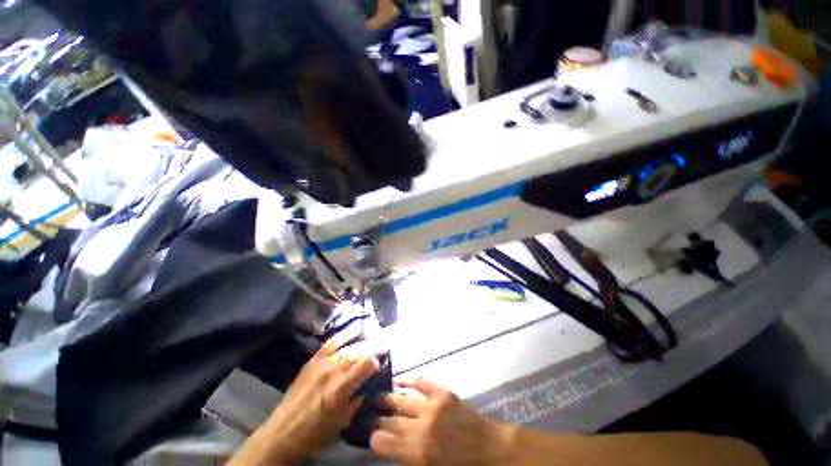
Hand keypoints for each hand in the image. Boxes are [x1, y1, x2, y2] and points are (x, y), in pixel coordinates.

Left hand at [234, 337, 381, 463]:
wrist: (282, 433)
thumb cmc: (315, 433)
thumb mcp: (342, 421)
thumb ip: (358, 398)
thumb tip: (371, 382)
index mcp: (339, 390)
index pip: (366, 364)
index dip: (378, 359)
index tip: (384, 358)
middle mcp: (331, 372)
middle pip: (358, 352)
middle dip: (372, 348)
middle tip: (381, 347)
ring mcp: (320, 364)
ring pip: (347, 346)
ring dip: (361, 342)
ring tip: (370, 340)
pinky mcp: (312, 361)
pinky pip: (330, 343)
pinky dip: (343, 336)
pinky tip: (352, 332)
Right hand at [370, 379, 513, 465]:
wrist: (491, 450)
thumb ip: (409, 459)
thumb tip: (391, 446)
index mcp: (417, 453)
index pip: (381, 442)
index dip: (373, 438)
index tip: (371, 436)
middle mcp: (421, 427)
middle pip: (389, 420)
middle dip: (377, 418)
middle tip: (369, 414)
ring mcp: (432, 406)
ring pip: (401, 399)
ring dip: (386, 398)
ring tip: (376, 396)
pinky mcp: (443, 393)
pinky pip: (421, 382)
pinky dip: (408, 380)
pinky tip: (399, 380)